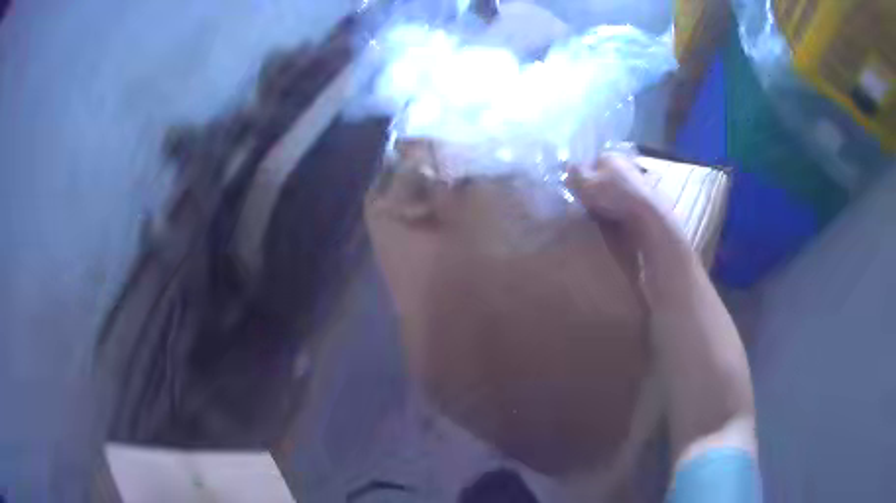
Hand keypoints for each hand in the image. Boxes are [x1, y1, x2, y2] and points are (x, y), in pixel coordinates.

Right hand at [566, 153, 663, 237]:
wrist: (646, 214)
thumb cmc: (613, 195)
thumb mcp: (585, 184)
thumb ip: (574, 174)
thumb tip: (568, 168)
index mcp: (607, 155)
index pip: (587, 162)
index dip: (579, 177)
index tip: (576, 192)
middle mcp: (622, 162)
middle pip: (600, 174)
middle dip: (593, 186)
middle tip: (586, 203)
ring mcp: (634, 177)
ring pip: (612, 186)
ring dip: (605, 197)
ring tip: (600, 212)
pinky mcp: (642, 193)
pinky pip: (623, 197)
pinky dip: (617, 204)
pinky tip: (614, 215)